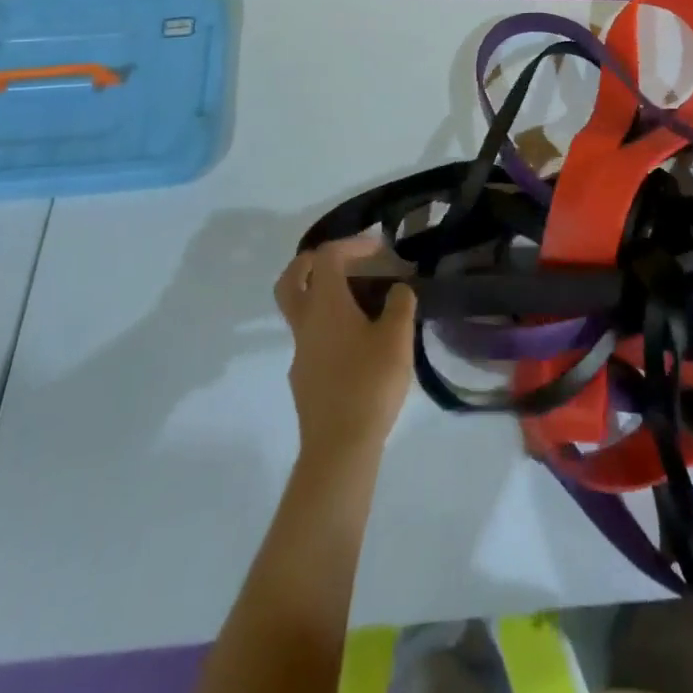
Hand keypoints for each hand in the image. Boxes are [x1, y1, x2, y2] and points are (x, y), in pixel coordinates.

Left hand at [274, 233, 416, 462]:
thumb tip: (398, 289)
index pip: (327, 256)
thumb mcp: (397, 337)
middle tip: (343, 261)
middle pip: (292, 278)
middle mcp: (305, 323)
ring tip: (362, 302)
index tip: (380, 249)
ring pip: (300, 309)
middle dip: (312, 261)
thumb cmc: (369, 383)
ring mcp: (300, 352)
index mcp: (325, 305)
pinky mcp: (304, 378)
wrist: (339, 448)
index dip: (353, 244)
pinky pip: (311, 337)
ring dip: (323, 295)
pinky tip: (359, 341)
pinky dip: (329, 324)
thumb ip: (400, 304)